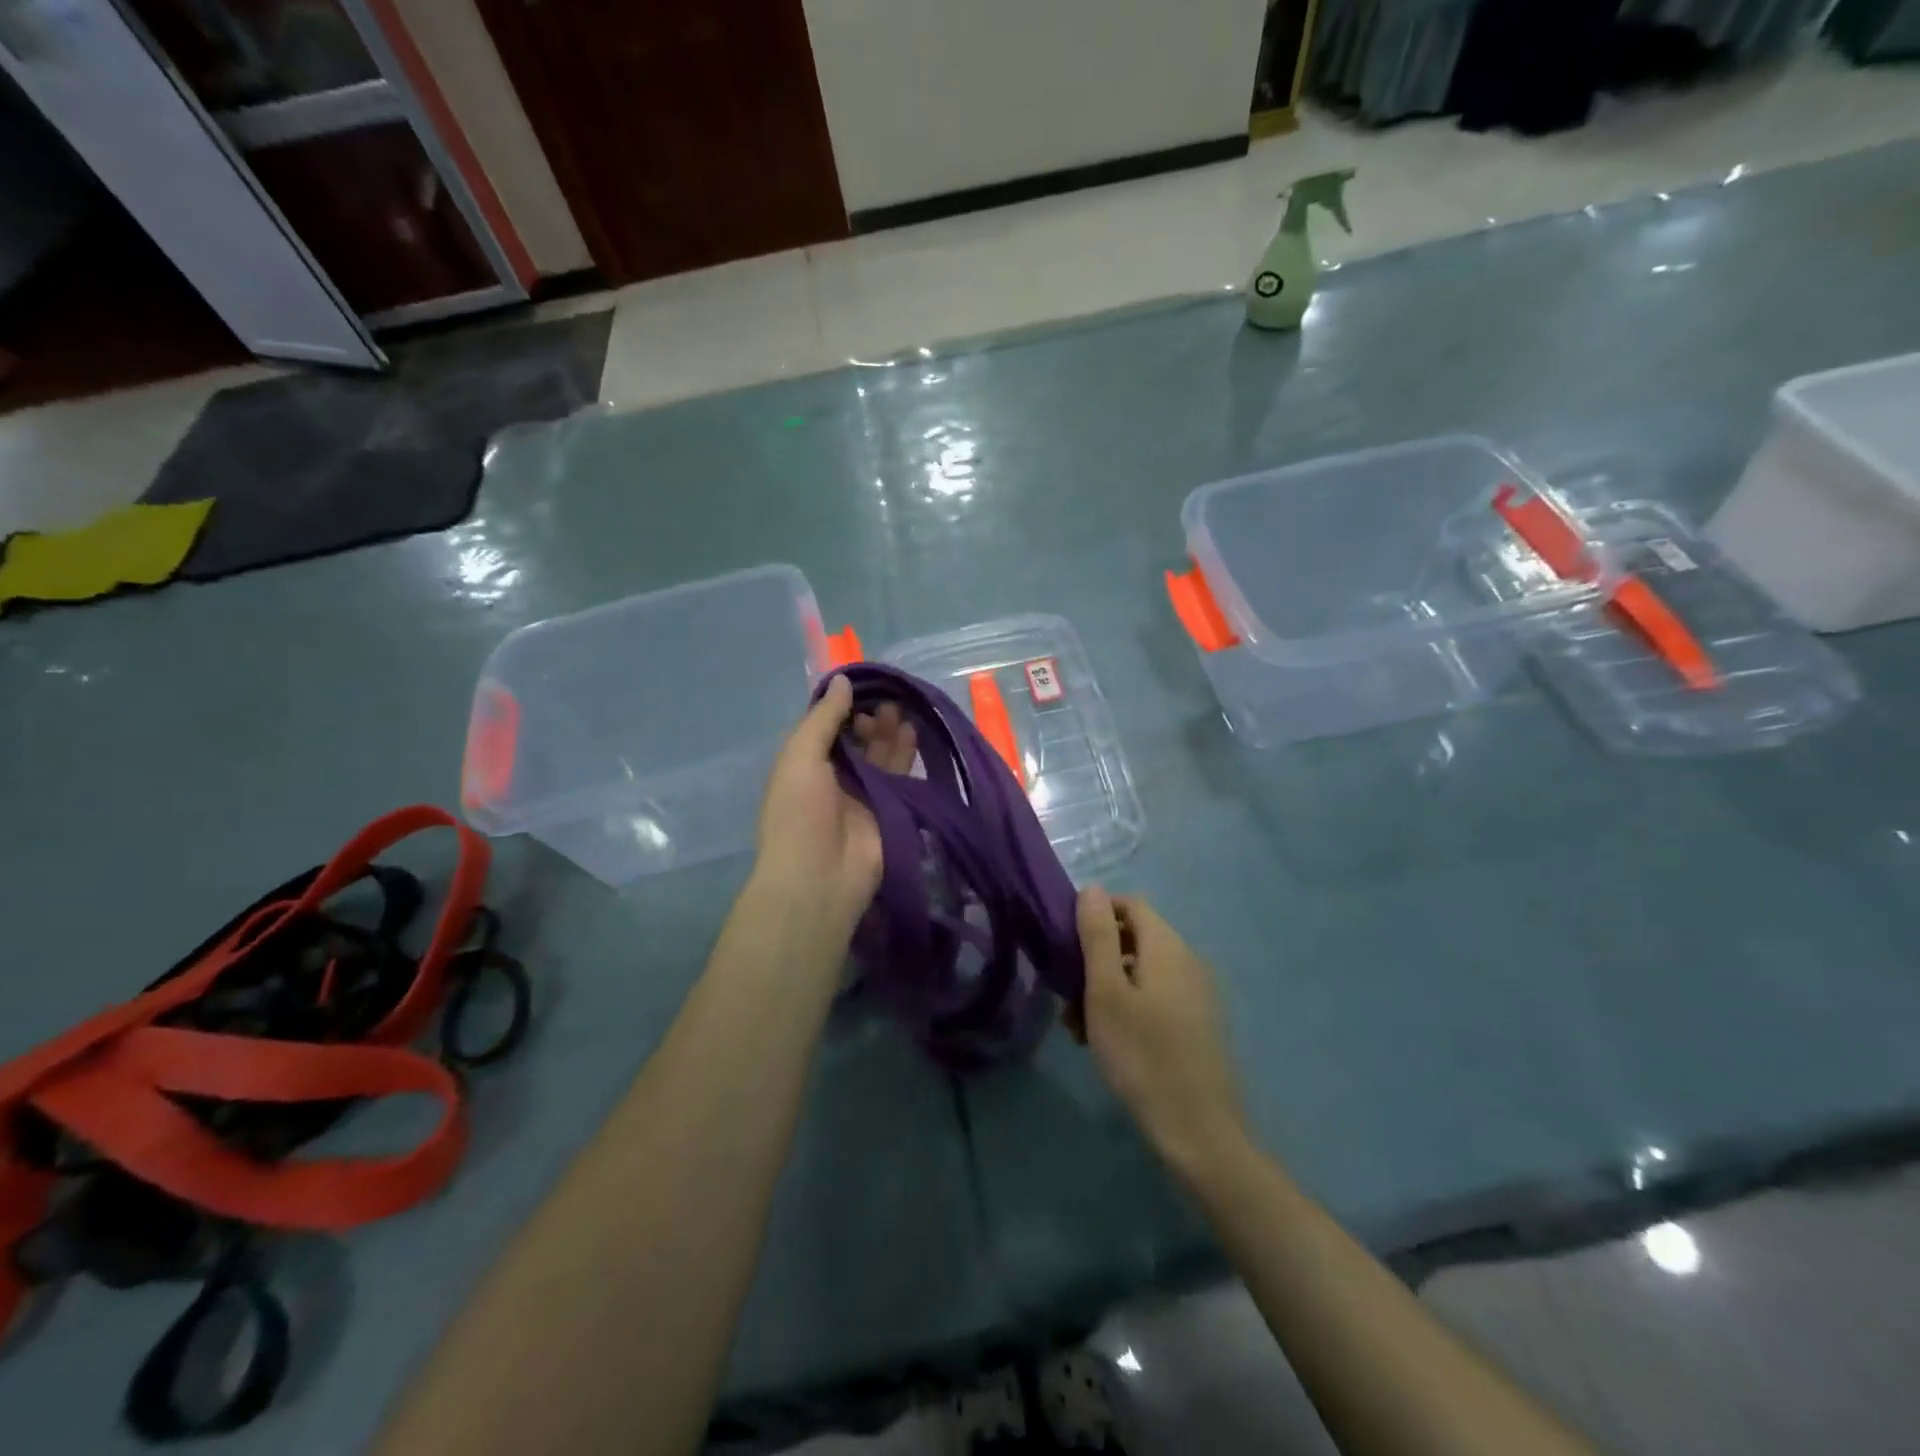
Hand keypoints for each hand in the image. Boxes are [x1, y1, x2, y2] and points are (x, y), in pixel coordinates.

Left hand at [754, 675, 916, 929]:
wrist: (819, 878)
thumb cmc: (799, 814)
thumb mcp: (800, 757)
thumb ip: (823, 718)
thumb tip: (843, 680)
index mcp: (806, 762)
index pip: (828, 725)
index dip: (844, 705)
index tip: (864, 687)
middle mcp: (834, 775)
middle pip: (857, 737)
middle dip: (870, 717)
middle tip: (887, 703)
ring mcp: (863, 792)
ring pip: (880, 753)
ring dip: (889, 731)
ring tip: (902, 711)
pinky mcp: (890, 808)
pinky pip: (900, 775)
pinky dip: (906, 753)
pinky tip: (913, 732)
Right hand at [1071, 888, 1246, 1177]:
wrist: (1198, 1131)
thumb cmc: (1142, 1055)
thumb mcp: (1106, 992)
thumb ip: (1098, 935)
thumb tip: (1092, 888)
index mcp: (1167, 946)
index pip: (1130, 904)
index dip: (1096, 914)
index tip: (1066, 945)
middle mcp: (1188, 960)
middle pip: (1134, 938)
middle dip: (1096, 959)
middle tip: (1067, 996)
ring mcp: (1197, 993)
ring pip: (1141, 972)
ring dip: (1106, 988)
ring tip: (1080, 1027)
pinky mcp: (1198, 1023)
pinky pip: (1156, 997)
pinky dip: (1128, 1007)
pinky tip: (1109, 1042)